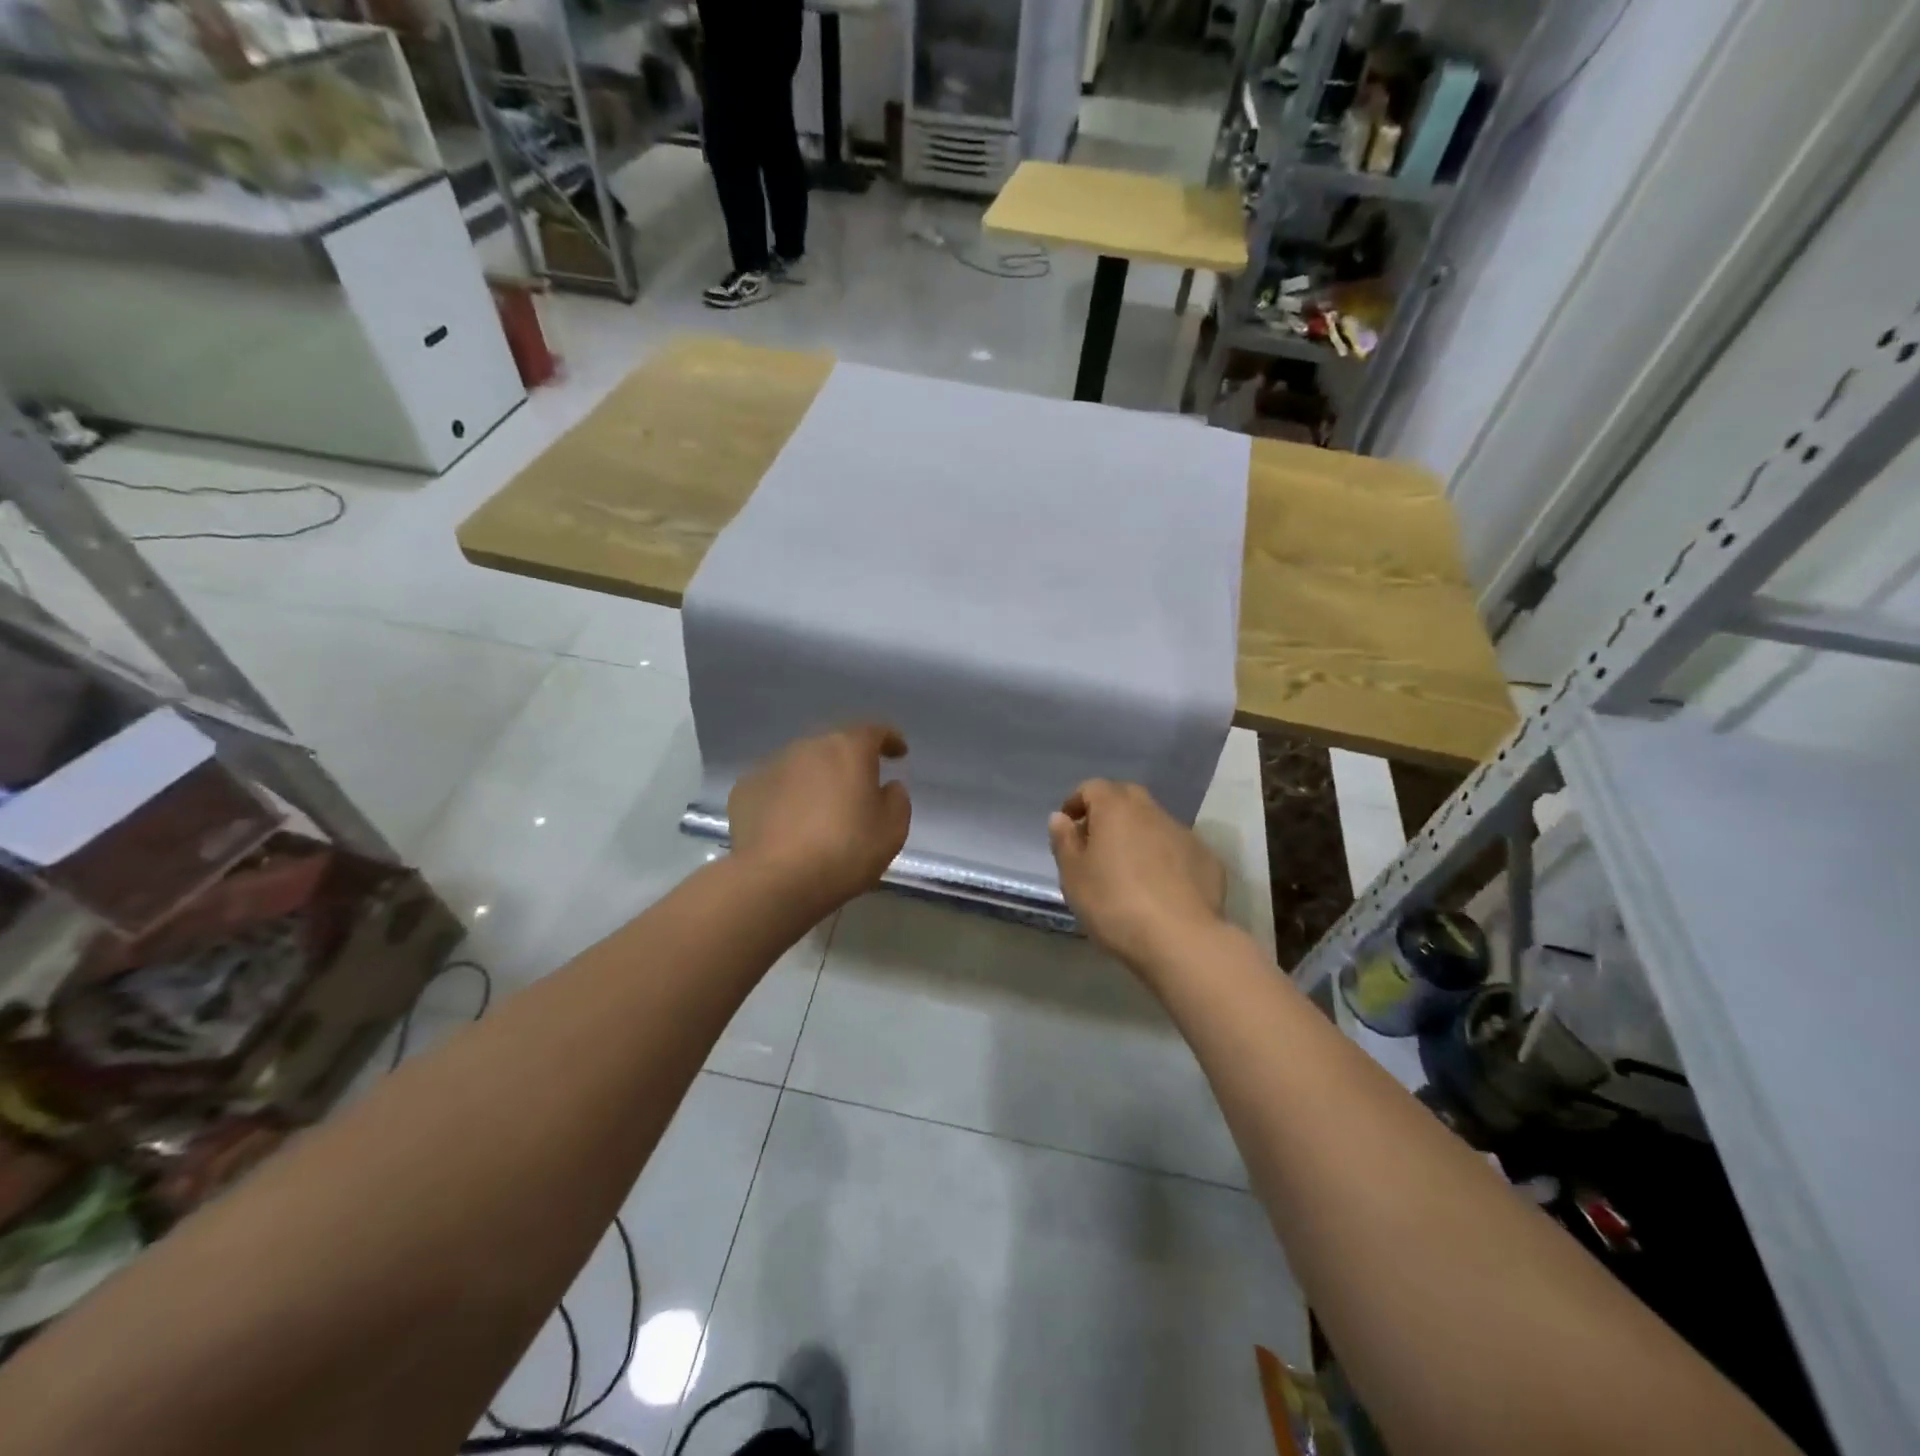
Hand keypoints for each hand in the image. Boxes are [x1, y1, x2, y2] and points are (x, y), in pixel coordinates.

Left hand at [728, 725, 911, 912]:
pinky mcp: (745, 790)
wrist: (775, 880)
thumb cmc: (845, 851)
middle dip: (848, 762)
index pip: (874, 731)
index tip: (899, 753)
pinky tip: (788, 825)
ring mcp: (771, 766)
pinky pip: (775, 787)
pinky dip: (786, 798)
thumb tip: (887, 787)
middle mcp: (808, 747)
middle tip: (858, 788)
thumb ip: (897, 800)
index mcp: (849, 749)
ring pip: (802, 765)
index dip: (890, 739)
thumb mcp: (892, 830)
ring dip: (815, 780)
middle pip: (834, 746)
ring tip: (821, 811)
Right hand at [1048, 779, 1226, 970]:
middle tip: (1096, 843)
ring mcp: (1184, 834)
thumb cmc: (1114, 903)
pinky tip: (1160, 888)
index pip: (1093, 787)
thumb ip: (1064, 841)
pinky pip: (1177, 849)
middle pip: (1126, 798)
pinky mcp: (1207, 860)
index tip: (1069, 826)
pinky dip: (1164, 858)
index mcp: (1116, 809)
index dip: (1077, 802)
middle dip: (1109, 813)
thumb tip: (1061, 817)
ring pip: (1154, 823)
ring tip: (1128, 870)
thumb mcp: (1074, 876)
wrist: (1181, 939)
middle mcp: (1152, 811)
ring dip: (1138, 836)